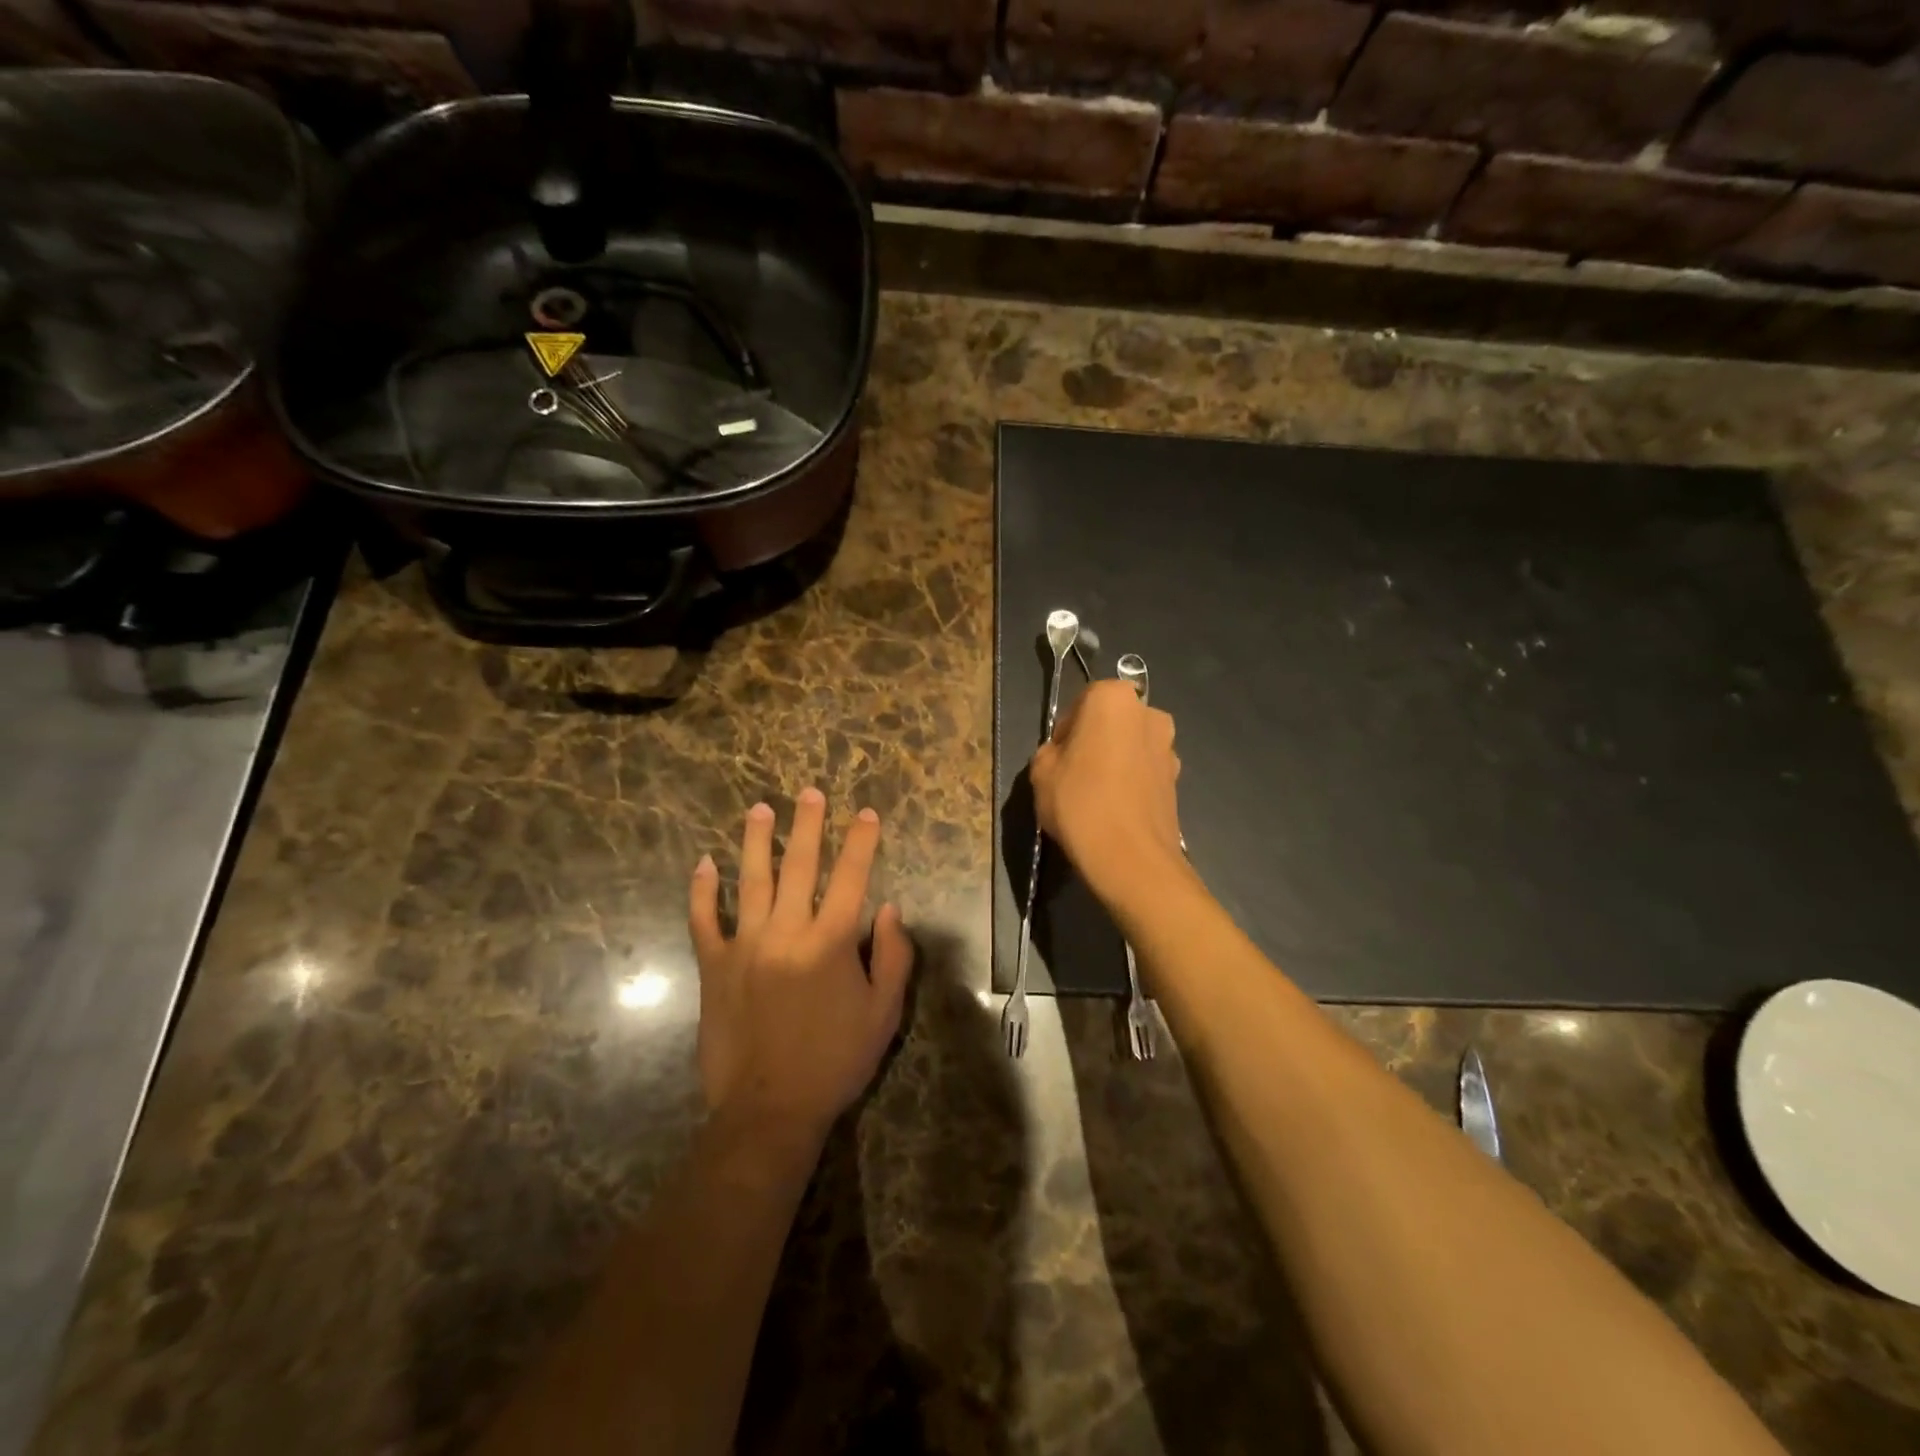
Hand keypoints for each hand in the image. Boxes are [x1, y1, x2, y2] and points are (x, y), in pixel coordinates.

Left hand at [688, 790, 913, 1151]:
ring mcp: (745, 946)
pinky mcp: (713, 967)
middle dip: (808, 825)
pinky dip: (703, 891)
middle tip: (809, 792)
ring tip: (760, 808)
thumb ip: (893, 957)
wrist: (770, 1109)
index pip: (851, 877)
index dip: (860, 841)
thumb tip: (890, 909)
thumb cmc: (836, 1061)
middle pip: (799, 866)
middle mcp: (787, 932)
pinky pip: (704, 920)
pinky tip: (704, 864)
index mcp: (831, 942)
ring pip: (751, 880)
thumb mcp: (884, 1013)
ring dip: (757, 841)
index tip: (865, 813)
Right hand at [1030, 679, 1186, 907]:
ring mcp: (1169, 747)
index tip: (1057, 756)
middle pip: (1112, 721)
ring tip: (1095, 796)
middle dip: (1094, 740)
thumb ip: (1051, 750)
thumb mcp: (1041, 771)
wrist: (1131, 858)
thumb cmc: (1080, 802)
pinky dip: (1131, 783)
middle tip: (1073, 773)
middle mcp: (1149, 713)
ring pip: (1131, 746)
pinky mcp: (1178, 780)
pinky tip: (1114, 810)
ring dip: (1115, 761)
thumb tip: (1065, 755)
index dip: (1066, 728)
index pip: (1082, 701)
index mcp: (1114, 699)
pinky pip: (1145, 771)